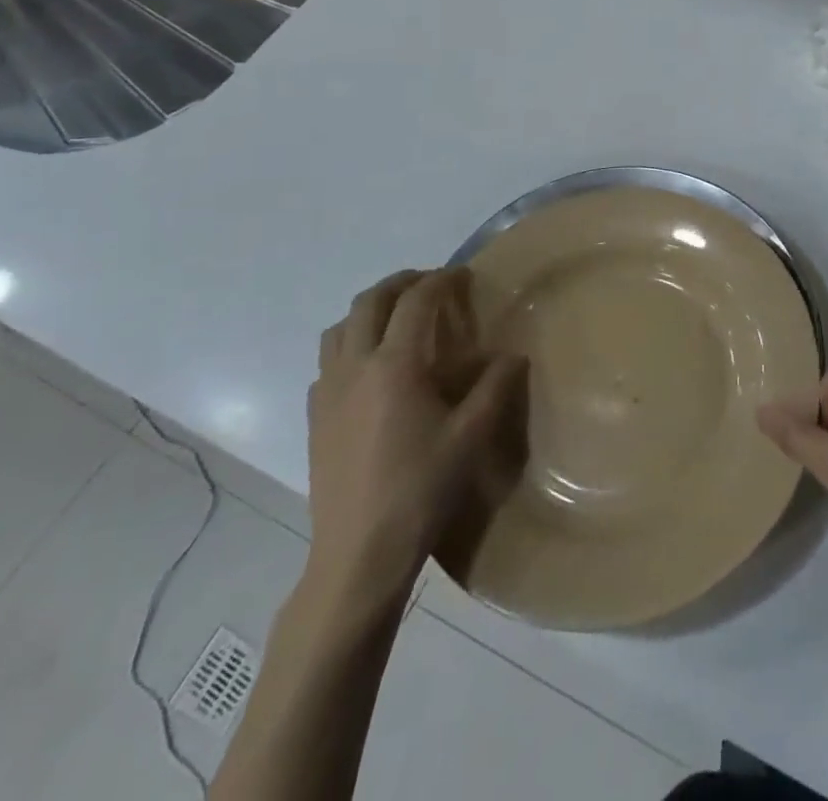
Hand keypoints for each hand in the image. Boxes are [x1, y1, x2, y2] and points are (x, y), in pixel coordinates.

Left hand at [306, 268, 527, 603]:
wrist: (358, 553)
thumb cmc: (420, 488)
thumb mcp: (471, 435)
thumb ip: (495, 387)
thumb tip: (513, 355)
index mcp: (395, 364)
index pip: (416, 301)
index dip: (441, 280)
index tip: (463, 275)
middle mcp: (354, 367)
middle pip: (369, 302)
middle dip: (401, 282)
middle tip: (430, 284)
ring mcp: (327, 392)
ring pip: (339, 328)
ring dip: (369, 310)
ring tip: (397, 318)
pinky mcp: (314, 418)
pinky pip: (327, 362)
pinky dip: (349, 345)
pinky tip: (370, 369)